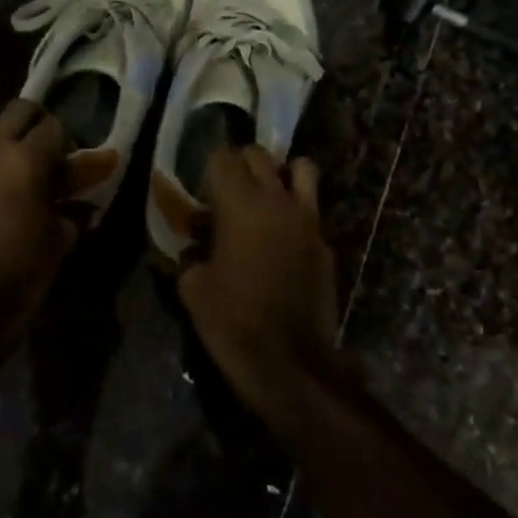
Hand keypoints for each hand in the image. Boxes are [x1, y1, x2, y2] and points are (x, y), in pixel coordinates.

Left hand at [0, 100, 79, 338]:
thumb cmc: (24, 269)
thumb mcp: (60, 238)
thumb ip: (73, 209)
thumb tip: (84, 203)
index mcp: (25, 160)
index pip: (53, 126)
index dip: (68, 141)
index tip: (75, 162)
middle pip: (16, 114)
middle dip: (34, 124)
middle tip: (48, 152)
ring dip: (6, 163)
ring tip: (16, 195)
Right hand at [178, 146, 338, 422]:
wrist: (290, 362)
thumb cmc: (233, 322)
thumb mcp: (193, 289)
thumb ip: (192, 255)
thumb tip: (195, 245)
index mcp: (240, 204)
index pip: (224, 157)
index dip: (209, 169)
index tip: (202, 191)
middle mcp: (277, 200)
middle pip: (260, 154)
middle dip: (241, 164)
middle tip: (227, 192)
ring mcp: (308, 218)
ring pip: (301, 167)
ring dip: (281, 174)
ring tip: (266, 198)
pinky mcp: (325, 241)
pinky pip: (312, 208)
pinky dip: (297, 210)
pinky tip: (283, 238)